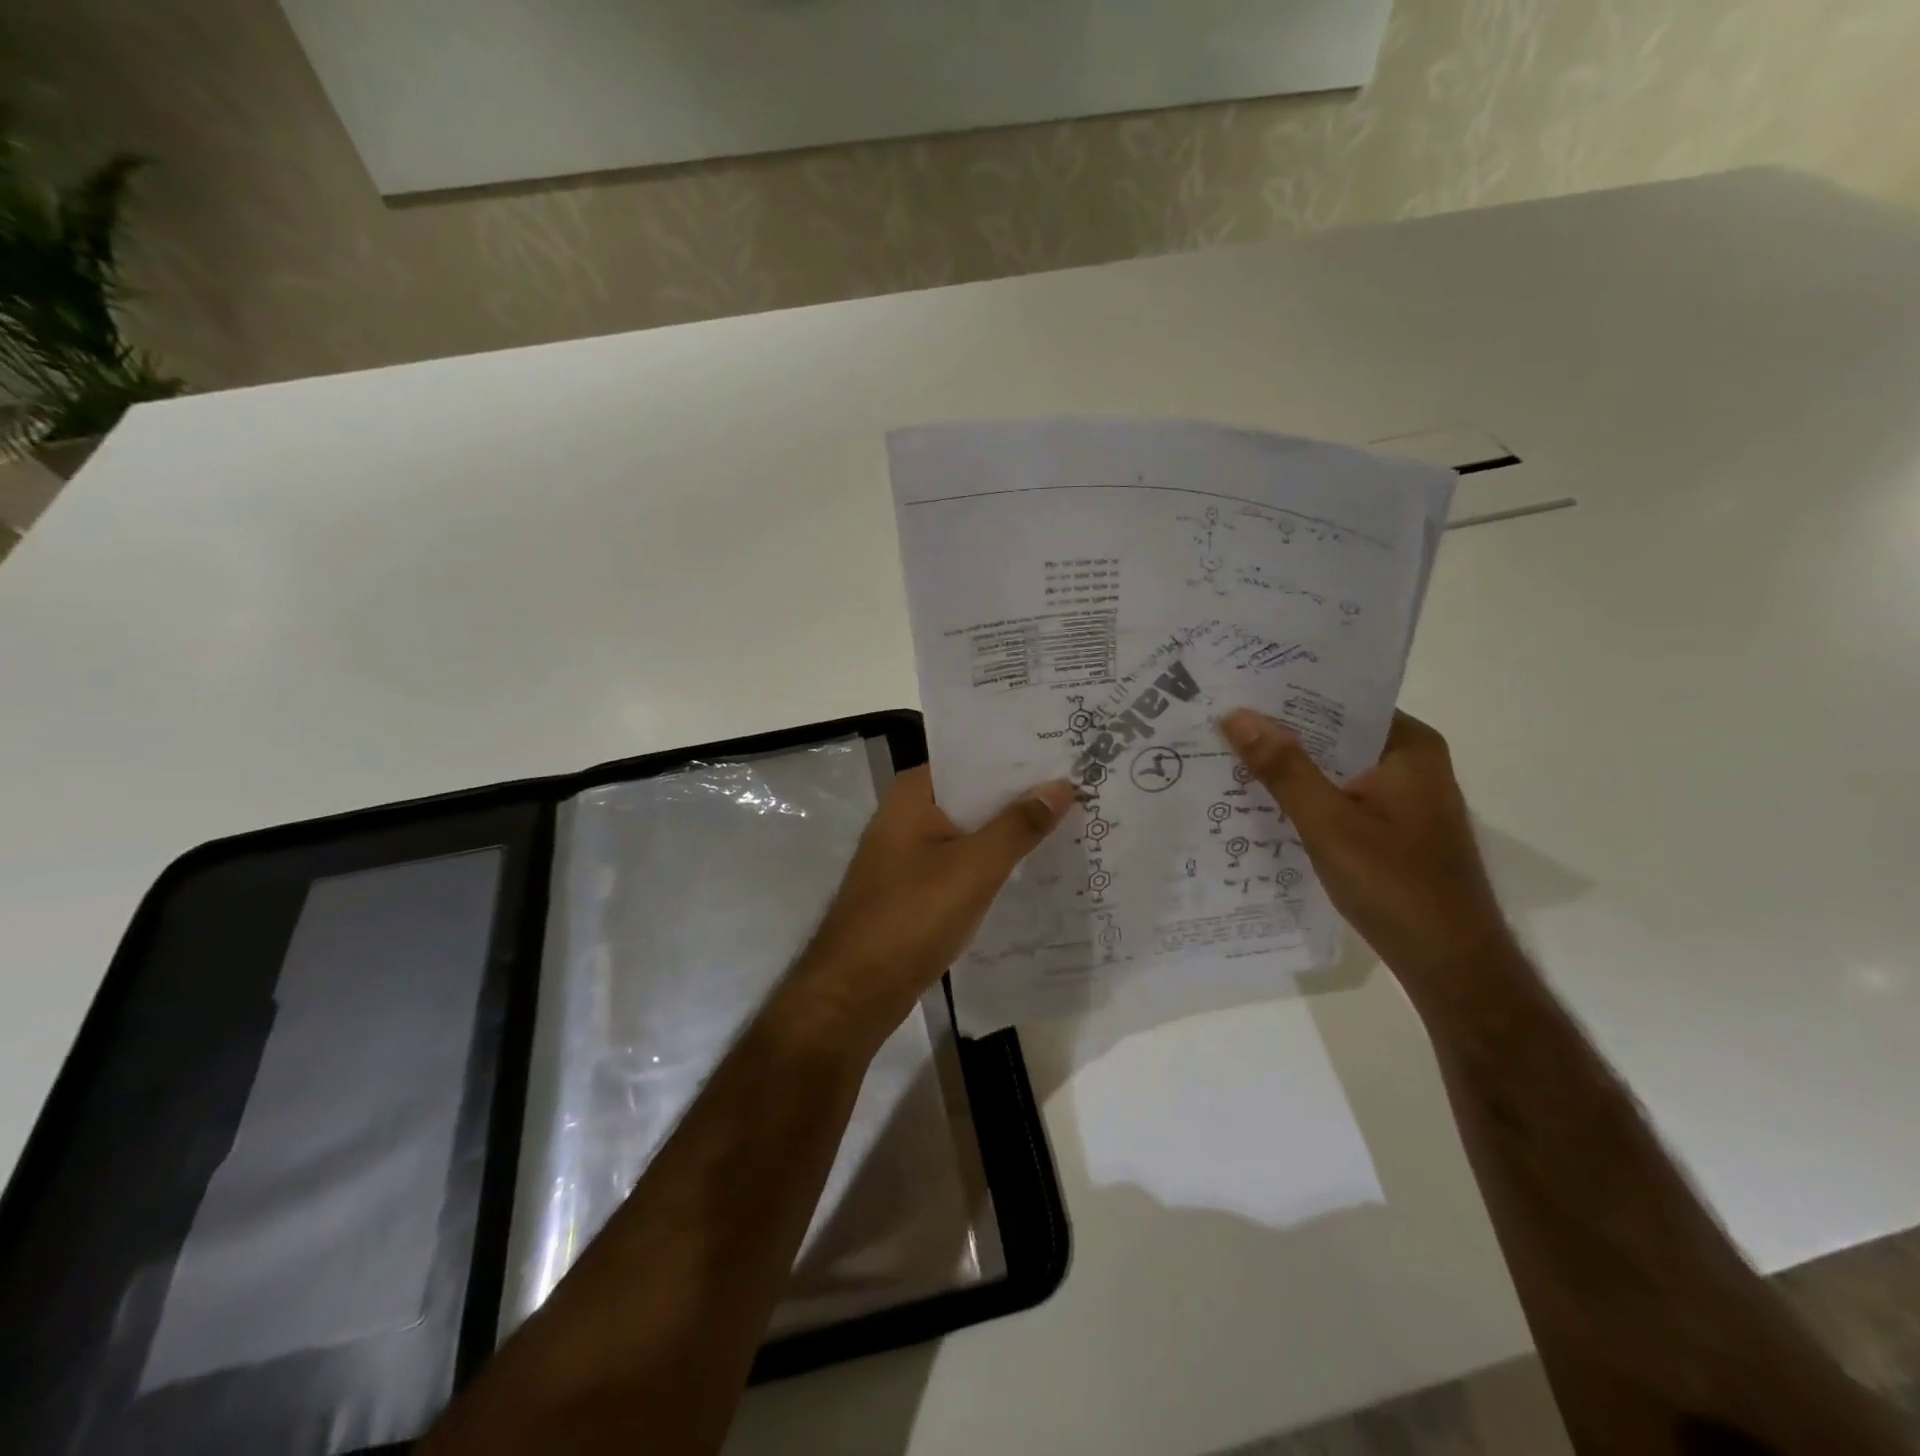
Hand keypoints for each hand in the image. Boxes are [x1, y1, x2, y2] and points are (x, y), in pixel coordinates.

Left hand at [784, 766, 1073, 1050]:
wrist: (857, 990)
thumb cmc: (913, 915)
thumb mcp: (975, 866)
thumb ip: (1019, 825)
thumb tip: (1062, 785)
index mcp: (913, 793)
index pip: (974, 759)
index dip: (1018, 758)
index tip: (1066, 755)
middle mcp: (907, 813)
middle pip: (974, 794)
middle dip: (1021, 796)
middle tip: (1080, 790)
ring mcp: (909, 852)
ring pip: (970, 830)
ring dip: (1009, 831)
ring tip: (1070, 823)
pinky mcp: (915, 886)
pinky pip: (962, 862)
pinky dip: (992, 862)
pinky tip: (1033, 868)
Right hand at [1218, 708, 1515, 1001]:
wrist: (1449, 963)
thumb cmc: (1395, 885)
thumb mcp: (1328, 823)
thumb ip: (1283, 768)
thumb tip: (1238, 714)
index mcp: (1408, 746)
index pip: (1339, 700)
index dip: (1287, 694)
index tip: (1236, 689)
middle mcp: (1409, 761)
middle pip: (1333, 732)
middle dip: (1280, 731)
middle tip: (1219, 720)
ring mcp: (1401, 795)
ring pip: (1332, 766)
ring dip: (1288, 765)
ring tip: (1227, 752)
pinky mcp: (1391, 825)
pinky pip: (1338, 793)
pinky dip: (1304, 794)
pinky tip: (1260, 799)